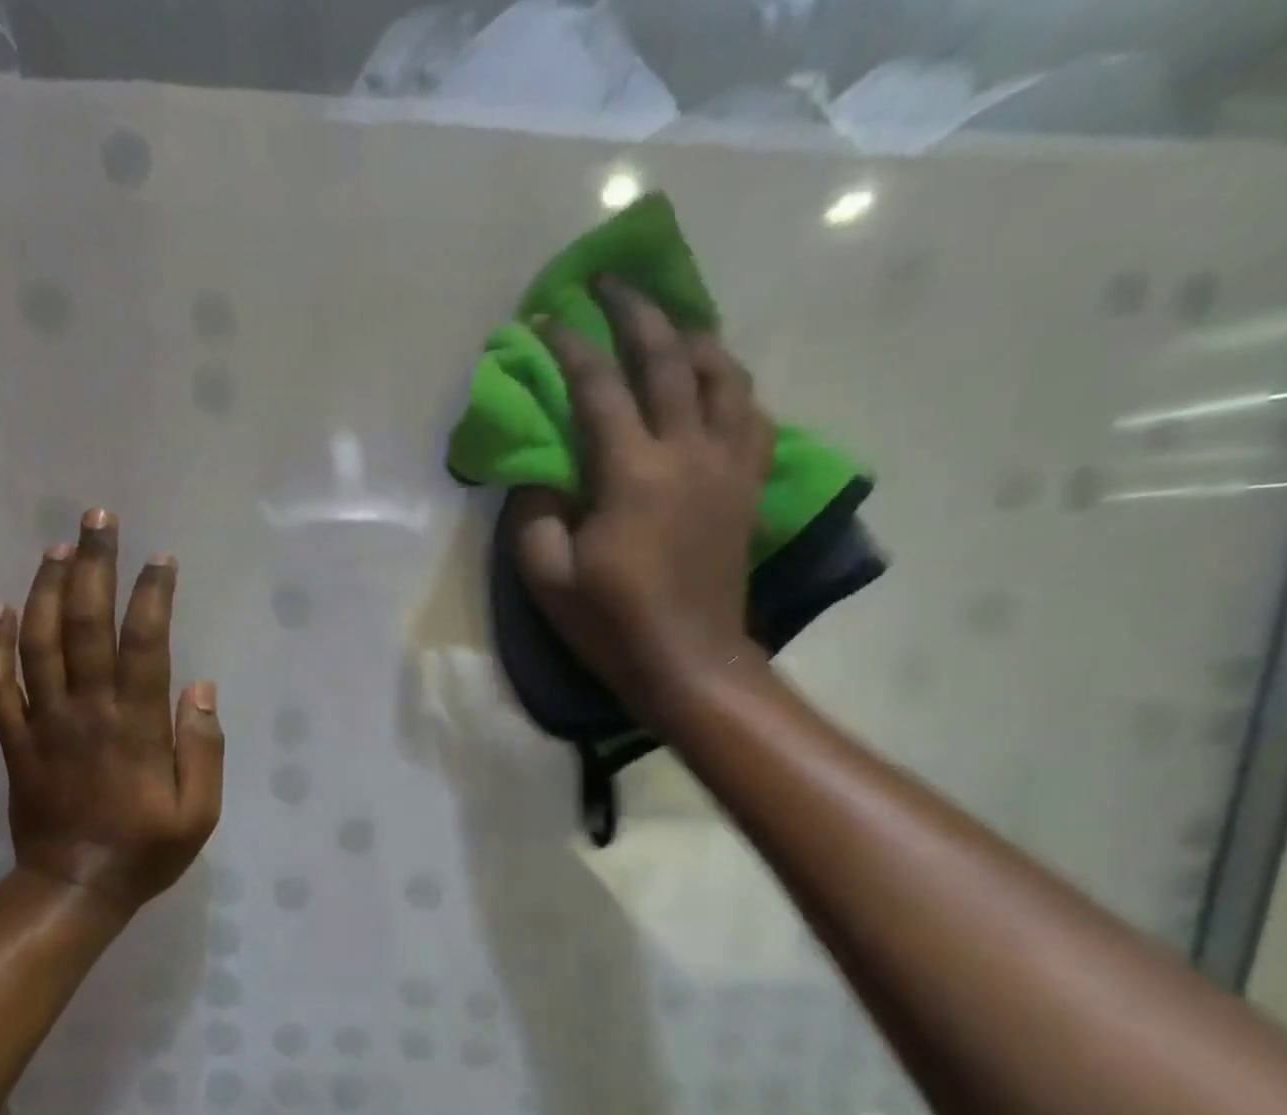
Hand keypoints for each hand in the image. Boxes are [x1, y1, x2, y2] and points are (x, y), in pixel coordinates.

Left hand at [0, 509, 223, 914]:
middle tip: (99, 520)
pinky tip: (1, 607)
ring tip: (57, 547)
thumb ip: (203, 748)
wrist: (74, 888)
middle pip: (84, 625)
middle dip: (93, 567)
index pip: (144, 644)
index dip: (152, 596)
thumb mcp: (200, 812)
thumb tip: (201, 686)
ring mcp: (43, 723)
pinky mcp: (14, 740)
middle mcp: (85, 711)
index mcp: (135, 726)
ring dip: (45, 589)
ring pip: (36, 641)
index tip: (161, 559)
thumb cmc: (146, 850)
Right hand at [510, 277, 774, 716]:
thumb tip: (537, 469)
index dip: (569, 346)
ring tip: (672, 324)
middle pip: (668, 358)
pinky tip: (716, 387)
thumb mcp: (548, 577)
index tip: (546, 316)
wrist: (689, 662)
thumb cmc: (612, 623)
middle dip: (636, 311)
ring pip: (724, 376)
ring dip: (694, 337)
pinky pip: (752, 416)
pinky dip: (732, 388)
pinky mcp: (747, 488)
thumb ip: (534, 512)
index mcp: (632, 473)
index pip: (599, 387)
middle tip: (612, 281)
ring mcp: (727, 467)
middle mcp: (688, 452)